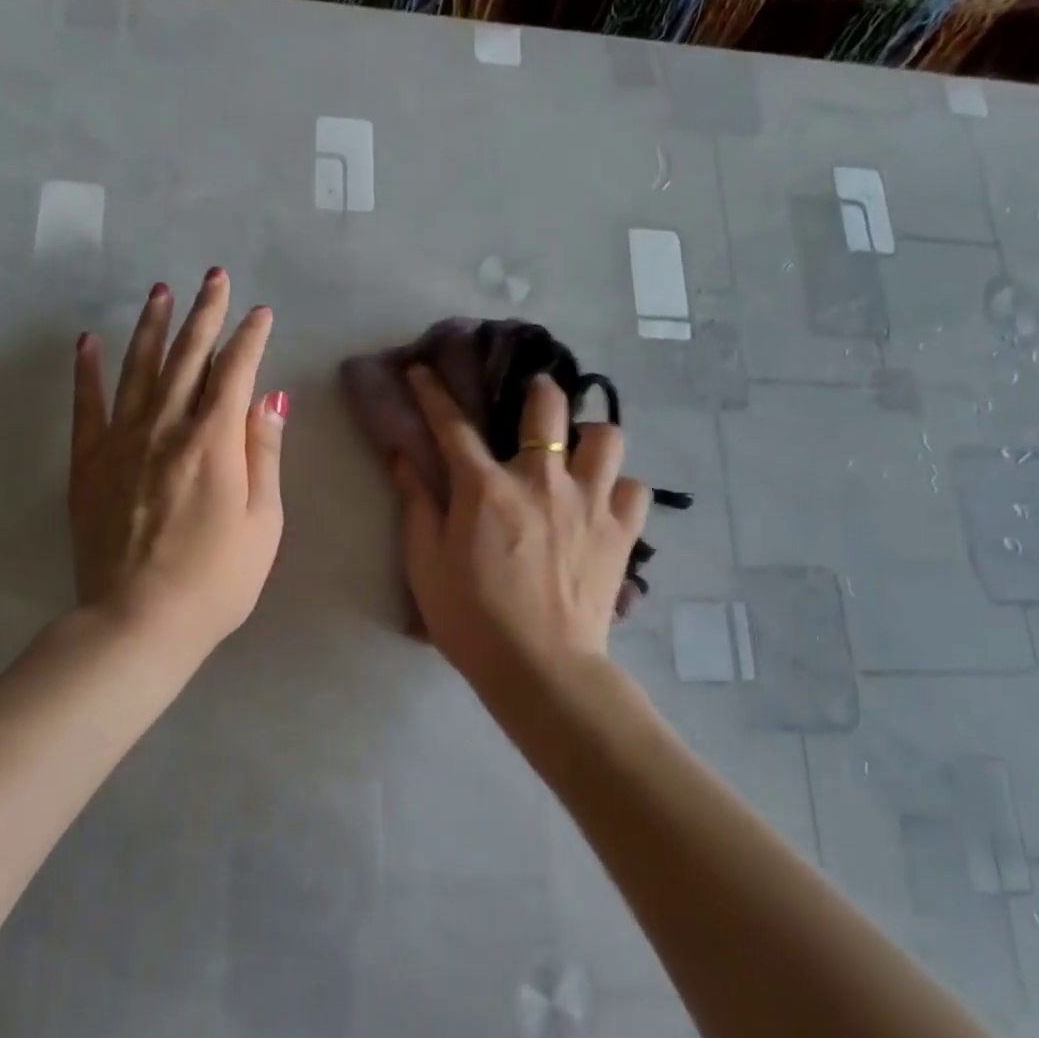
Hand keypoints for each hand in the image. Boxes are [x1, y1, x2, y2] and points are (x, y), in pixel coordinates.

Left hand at [69, 270, 285, 657]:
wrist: (139, 621)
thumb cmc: (218, 579)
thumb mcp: (264, 522)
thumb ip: (263, 454)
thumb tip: (270, 398)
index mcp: (214, 441)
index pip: (236, 372)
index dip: (250, 338)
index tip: (260, 313)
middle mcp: (166, 427)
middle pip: (187, 357)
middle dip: (205, 313)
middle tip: (214, 277)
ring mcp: (121, 442)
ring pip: (138, 368)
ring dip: (151, 326)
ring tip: (160, 291)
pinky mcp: (88, 463)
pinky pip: (86, 405)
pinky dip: (87, 370)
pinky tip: (88, 341)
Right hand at [392, 365, 647, 686]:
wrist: (539, 668)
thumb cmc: (471, 618)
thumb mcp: (425, 563)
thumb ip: (417, 504)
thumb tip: (404, 458)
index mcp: (486, 488)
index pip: (454, 425)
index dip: (434, 393)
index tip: (424, 370)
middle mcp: (542, 480)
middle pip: (548, 406)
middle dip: (537, 391)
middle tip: (532, 403)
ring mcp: (589, 503)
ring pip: (607, 437)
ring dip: (590, 438)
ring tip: (578, 455)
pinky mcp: (622, 532)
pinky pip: (634, 489)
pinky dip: (619, 489)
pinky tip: (604, 503)